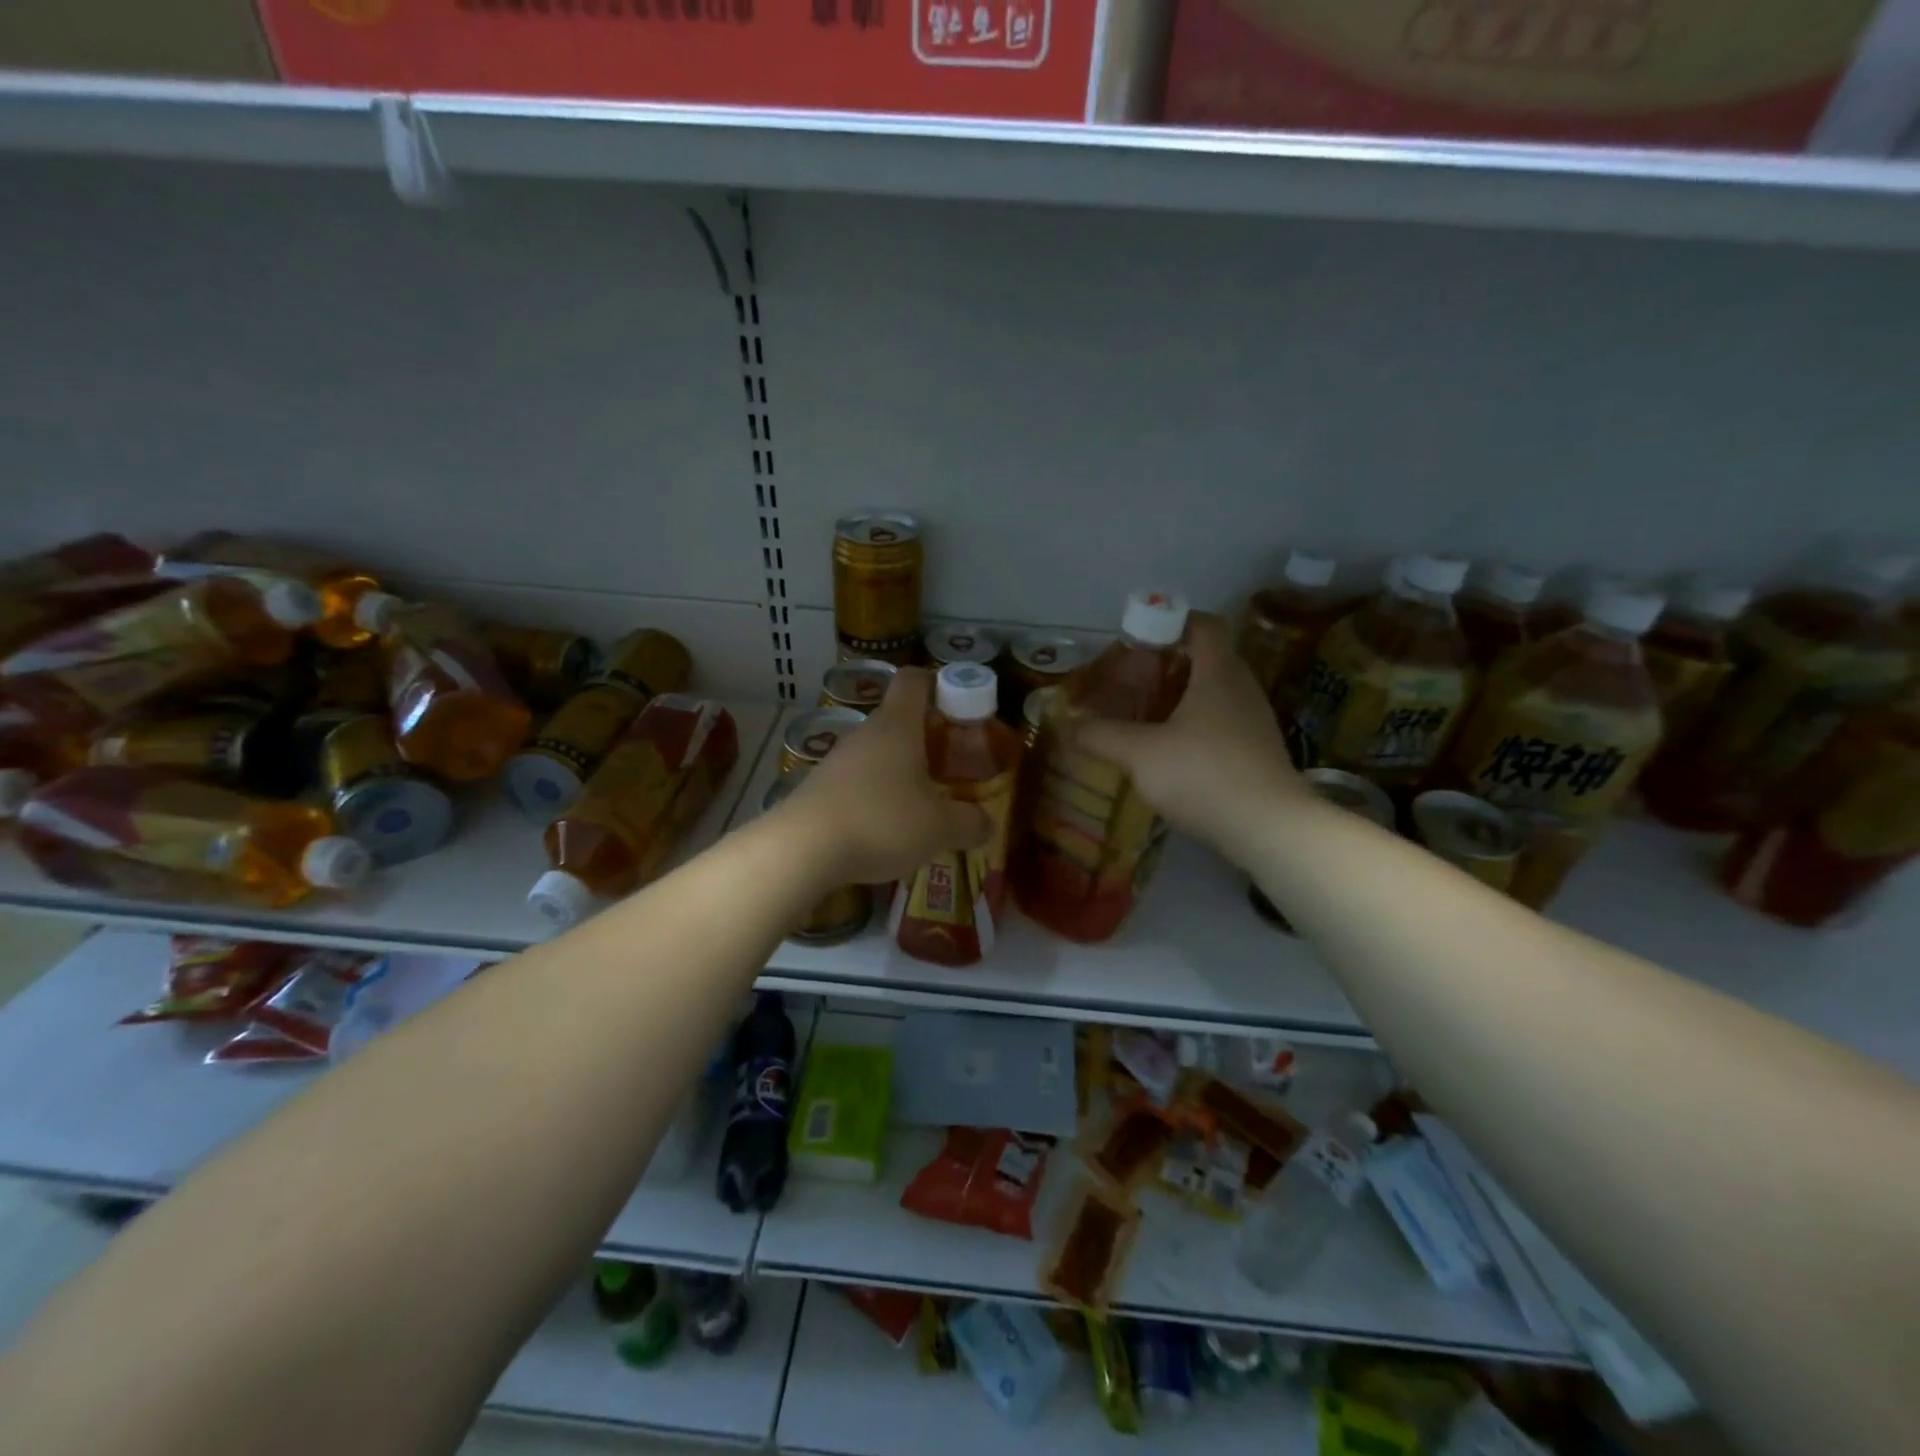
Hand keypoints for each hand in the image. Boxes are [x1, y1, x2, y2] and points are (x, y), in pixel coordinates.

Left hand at [777, 666, 991, 883]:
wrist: (802, 849)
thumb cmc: (881, 821)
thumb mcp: (939, 827)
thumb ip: (969, 823)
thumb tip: (987, 824)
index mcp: (897, 726)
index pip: (913, 680)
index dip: (936, 682)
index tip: (956, 701)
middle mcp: (865, 734)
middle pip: (897, 719)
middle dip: (925, 737)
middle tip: (950, 764)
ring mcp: (836, 761)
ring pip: (876, 753)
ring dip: (899, 769)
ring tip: (922, 802)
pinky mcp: (818, 789)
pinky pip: (856, 781)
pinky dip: (875, 795)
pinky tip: (885, 827)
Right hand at [1072, 613, 1308, 861]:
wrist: (1268, 828)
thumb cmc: (1202, 774)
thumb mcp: (1139, 754)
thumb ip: (1101, 735)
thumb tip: (1068, 724)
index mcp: (1218, 672)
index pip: (1204, 624)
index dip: (1171, 621)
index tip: (1139, 638)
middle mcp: (1242, 688)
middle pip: (1208, 657)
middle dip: (1169, 663)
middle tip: (1133, 680)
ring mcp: (1255, 721)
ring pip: (1216, 692)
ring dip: (1183, 696)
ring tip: (1146, 715)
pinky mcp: (1258, 751)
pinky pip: (1224, 721)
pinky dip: (1197, 724)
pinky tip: (1172, 751)